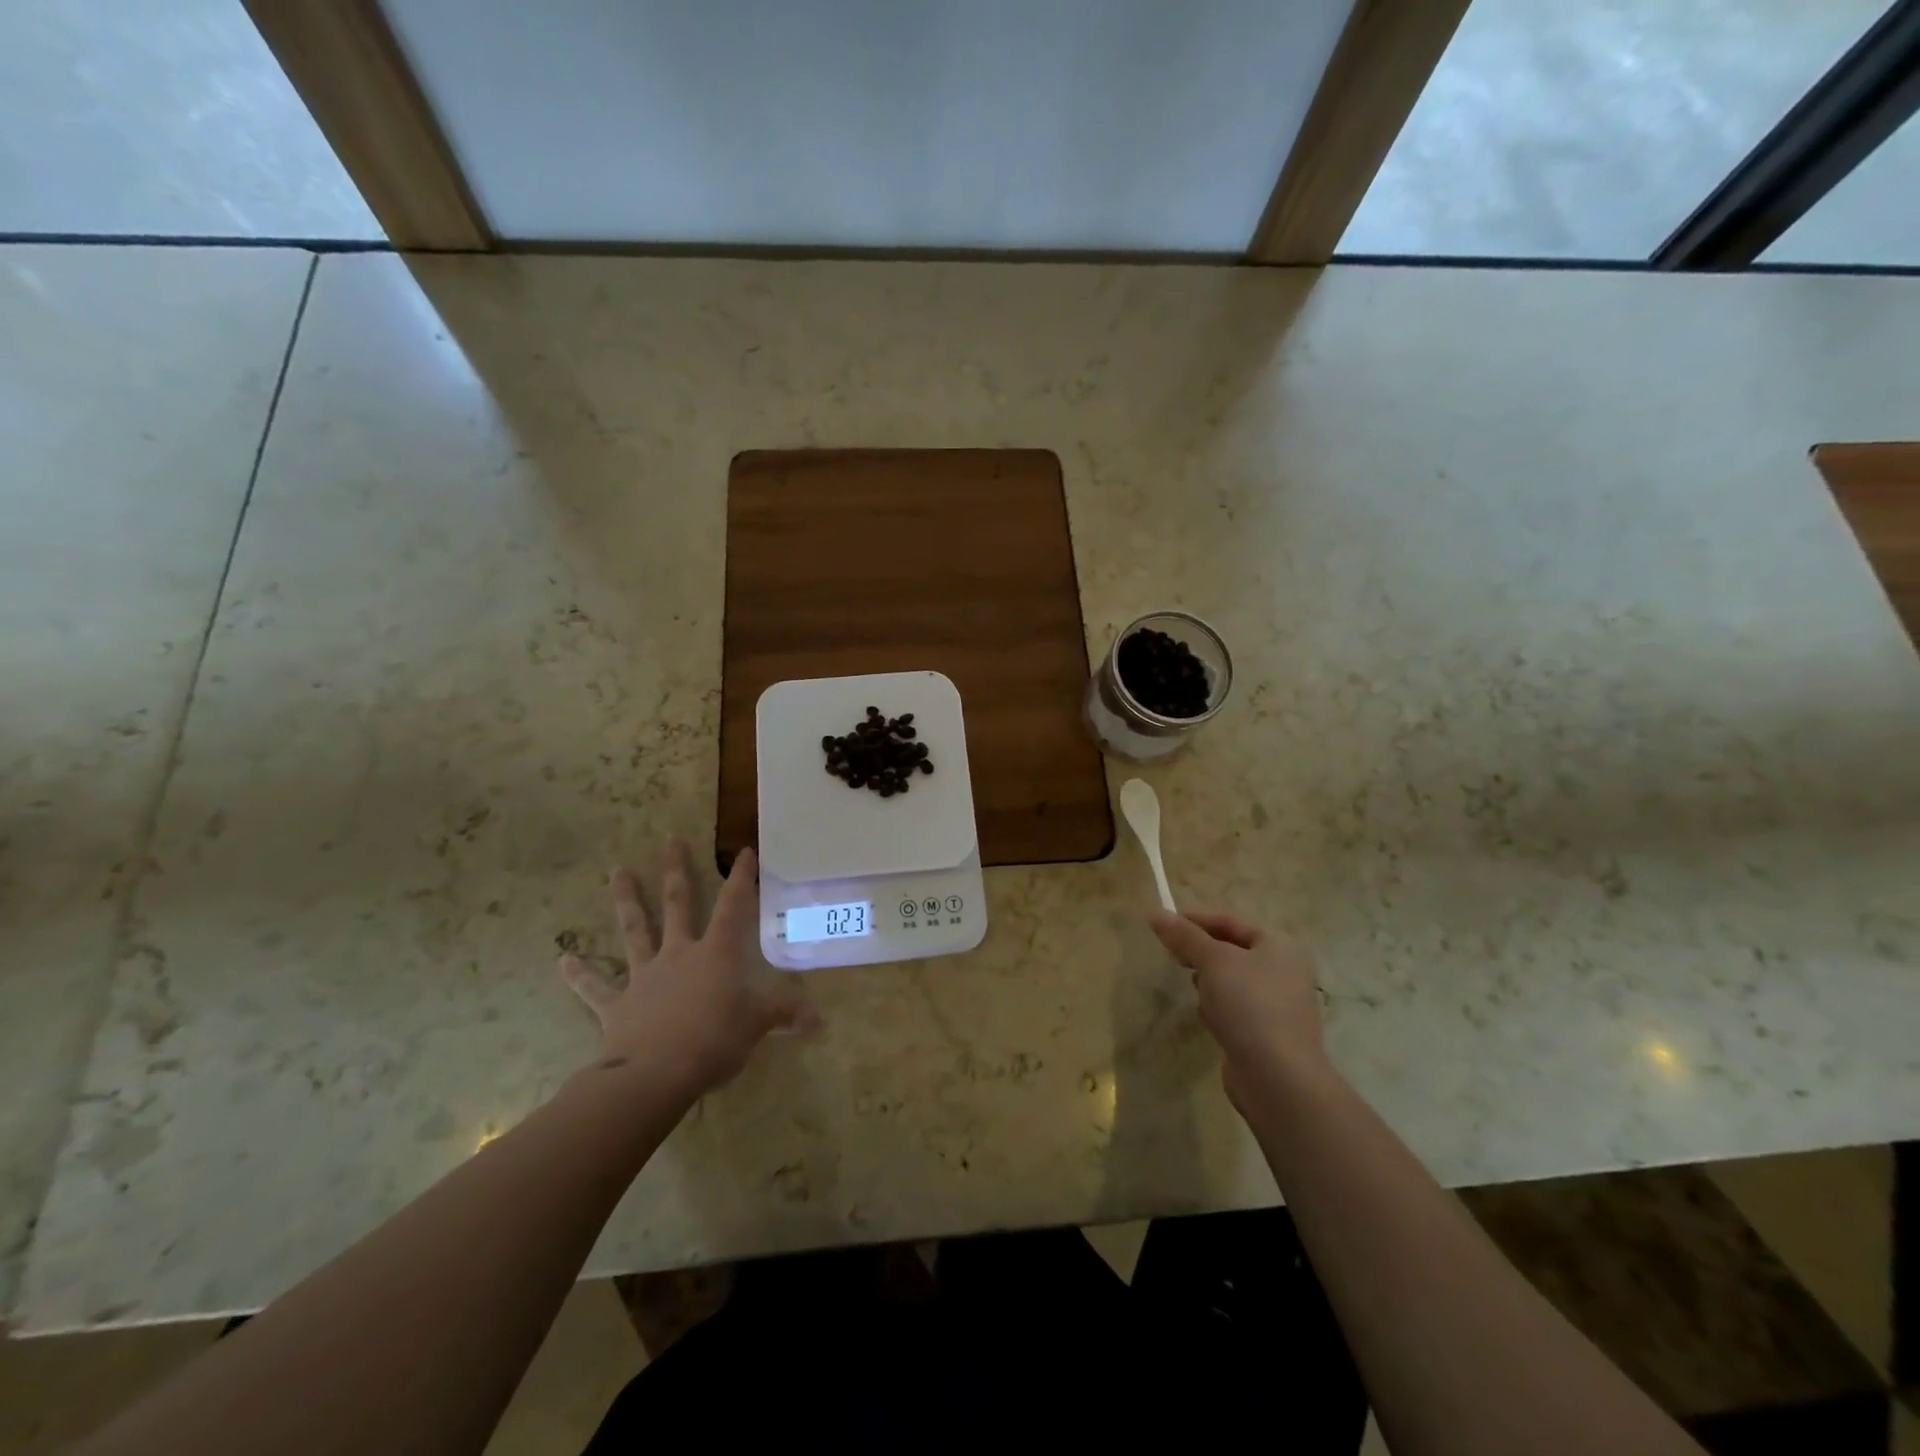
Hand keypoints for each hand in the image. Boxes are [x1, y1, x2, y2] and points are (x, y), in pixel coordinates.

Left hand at [559, 840, 818, 1100]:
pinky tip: (563, 960)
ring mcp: (644, 976)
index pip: (733, 907)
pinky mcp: (617, 1005)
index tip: (743, 851)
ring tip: (618, 872)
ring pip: (635, 931)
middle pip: (678, 905)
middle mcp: (679, 954)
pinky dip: (580, 975)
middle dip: (676, 872)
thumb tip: (821, 1020)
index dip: (740, 878)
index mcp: (716, 954)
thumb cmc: (714, 1041)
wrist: (655, 1074)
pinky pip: (596, 988)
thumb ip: (785, 1015)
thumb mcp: (758, 1025)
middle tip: (670, 840)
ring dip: (627, 902)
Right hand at [1149, 909, 1328, 1110]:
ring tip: (1192, 987)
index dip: (1196, 919)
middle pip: (1231, 950)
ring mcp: (1278, 1005)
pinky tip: (1207, 1017)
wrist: (1278, 1079)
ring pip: (1231, 980)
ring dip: (1208, 980)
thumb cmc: (1249, 1005)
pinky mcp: (1267, 1033)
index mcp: (1279, 947)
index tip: (1164, 924)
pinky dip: (1218, 1007)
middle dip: (1200, 951)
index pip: (1231, 921)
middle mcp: (1284, 971)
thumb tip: (1155, 913)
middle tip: (1171, 954)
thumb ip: (1185, 936)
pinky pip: (1235, 1008)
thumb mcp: (1213, 961)